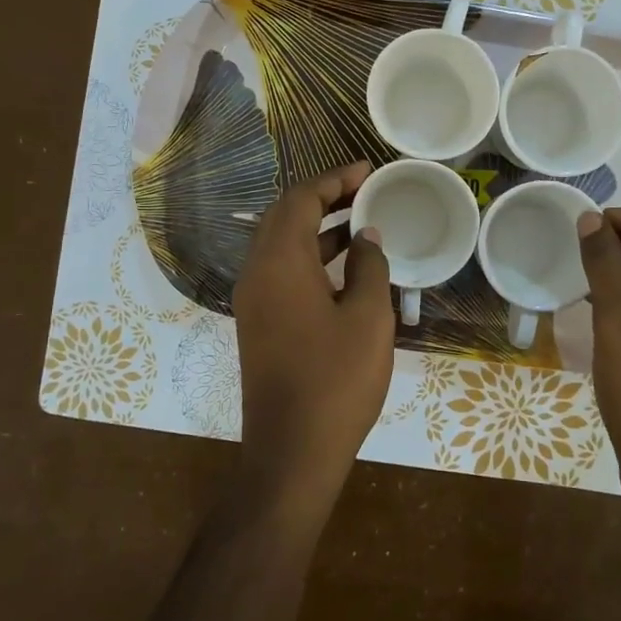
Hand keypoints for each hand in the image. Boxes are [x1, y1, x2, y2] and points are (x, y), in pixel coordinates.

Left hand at [231, 162, 393, 518]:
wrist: (292, 451)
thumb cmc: (336, 379)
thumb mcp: (367, 317)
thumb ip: (368, 267)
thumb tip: (365, 237)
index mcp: (279, 262)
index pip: (300, 199)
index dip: (334, 179)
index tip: (367, 169)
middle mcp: (256, 272)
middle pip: (284, 216)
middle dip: (323, 197)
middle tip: (364, 190)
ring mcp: (253, 300)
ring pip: (281, 244)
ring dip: (316, 227)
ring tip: (359, 222)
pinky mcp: (258, 323)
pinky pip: (280, 271)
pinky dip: (309, 256)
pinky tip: (342, 267)